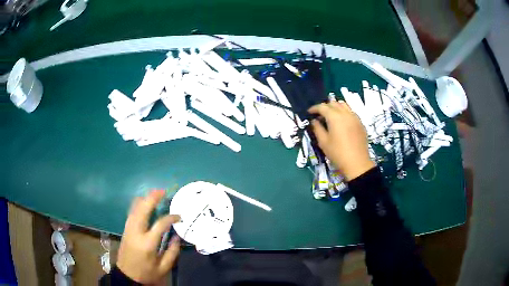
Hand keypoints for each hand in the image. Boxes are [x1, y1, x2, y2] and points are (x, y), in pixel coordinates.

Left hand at [117, 190, 180, 283]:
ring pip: (135, 208)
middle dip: (152, 198)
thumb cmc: (146, 272)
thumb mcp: (163, 267)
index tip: (179, 216)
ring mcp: (128, 228)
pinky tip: (145, 204)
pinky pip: (132, 212)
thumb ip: (172, 252)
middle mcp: (136, 232)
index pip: (160, 224)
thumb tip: (177, 236)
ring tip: (155, 194)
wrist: (127, 274)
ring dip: (145, 199)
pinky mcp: (125, 228)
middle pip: (143, 209)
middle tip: (163, 191)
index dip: (170, 217)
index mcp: (147, 243)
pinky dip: (139, 205)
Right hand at [308, 101, 375, 180]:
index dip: (314, 108)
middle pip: (334, 103)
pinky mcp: (360, 123)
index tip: (309, 112)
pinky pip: (351, 112)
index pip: (322, 107)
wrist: (357, 163)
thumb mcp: (323, 142)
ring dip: (335, 107)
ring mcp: (355, 117)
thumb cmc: (338, 154)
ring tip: (331, 116)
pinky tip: (342, 122)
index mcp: (335, 117)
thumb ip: (317, 129)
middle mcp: (345, 113)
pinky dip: (344, 112)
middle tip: (320, 115)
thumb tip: (314, 121)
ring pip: (344, 105)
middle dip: (325, 106)